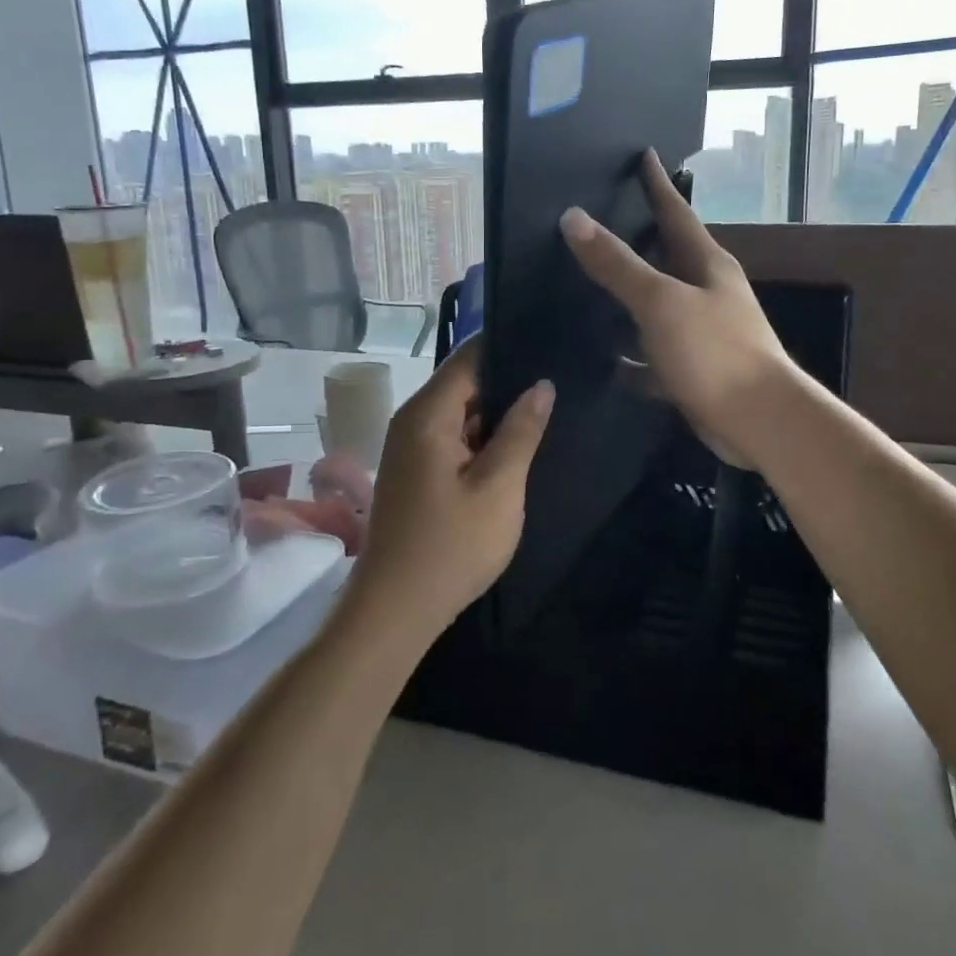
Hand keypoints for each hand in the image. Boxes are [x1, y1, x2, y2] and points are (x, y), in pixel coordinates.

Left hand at [349, 340, 553, 641]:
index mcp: (428, 415)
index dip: (510, 347)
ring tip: (548, 406)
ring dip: (497, 413)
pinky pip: (452, 438)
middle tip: (561, 379)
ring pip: (461, 412)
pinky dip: (482, 438)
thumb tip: (542, 384)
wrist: (395, 611)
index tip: (551, 344)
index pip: (470, 357)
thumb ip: (521, 431)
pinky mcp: (415, 472)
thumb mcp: (498, 487)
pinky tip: (516, 444)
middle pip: (464, 382)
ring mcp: (411, 448)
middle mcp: (412, 421)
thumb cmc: (451, 547)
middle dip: (509, 381)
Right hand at [560, 150, 797, 470]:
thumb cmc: (714, 351)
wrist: (758, 421)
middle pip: (668, 257)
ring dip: (632, 297)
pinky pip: (655, 356)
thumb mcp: (661, 302)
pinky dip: (634, 357)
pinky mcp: (695, 370)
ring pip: (659, 306)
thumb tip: (573, 218)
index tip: (644, 154)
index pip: (677, 212)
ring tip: (591, 286)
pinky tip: (608, 360)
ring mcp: (703, 332)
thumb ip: (617, 264)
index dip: (657, 184)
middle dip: (640, 238)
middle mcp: (708, 292)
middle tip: (603, 218)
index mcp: (707, 265)